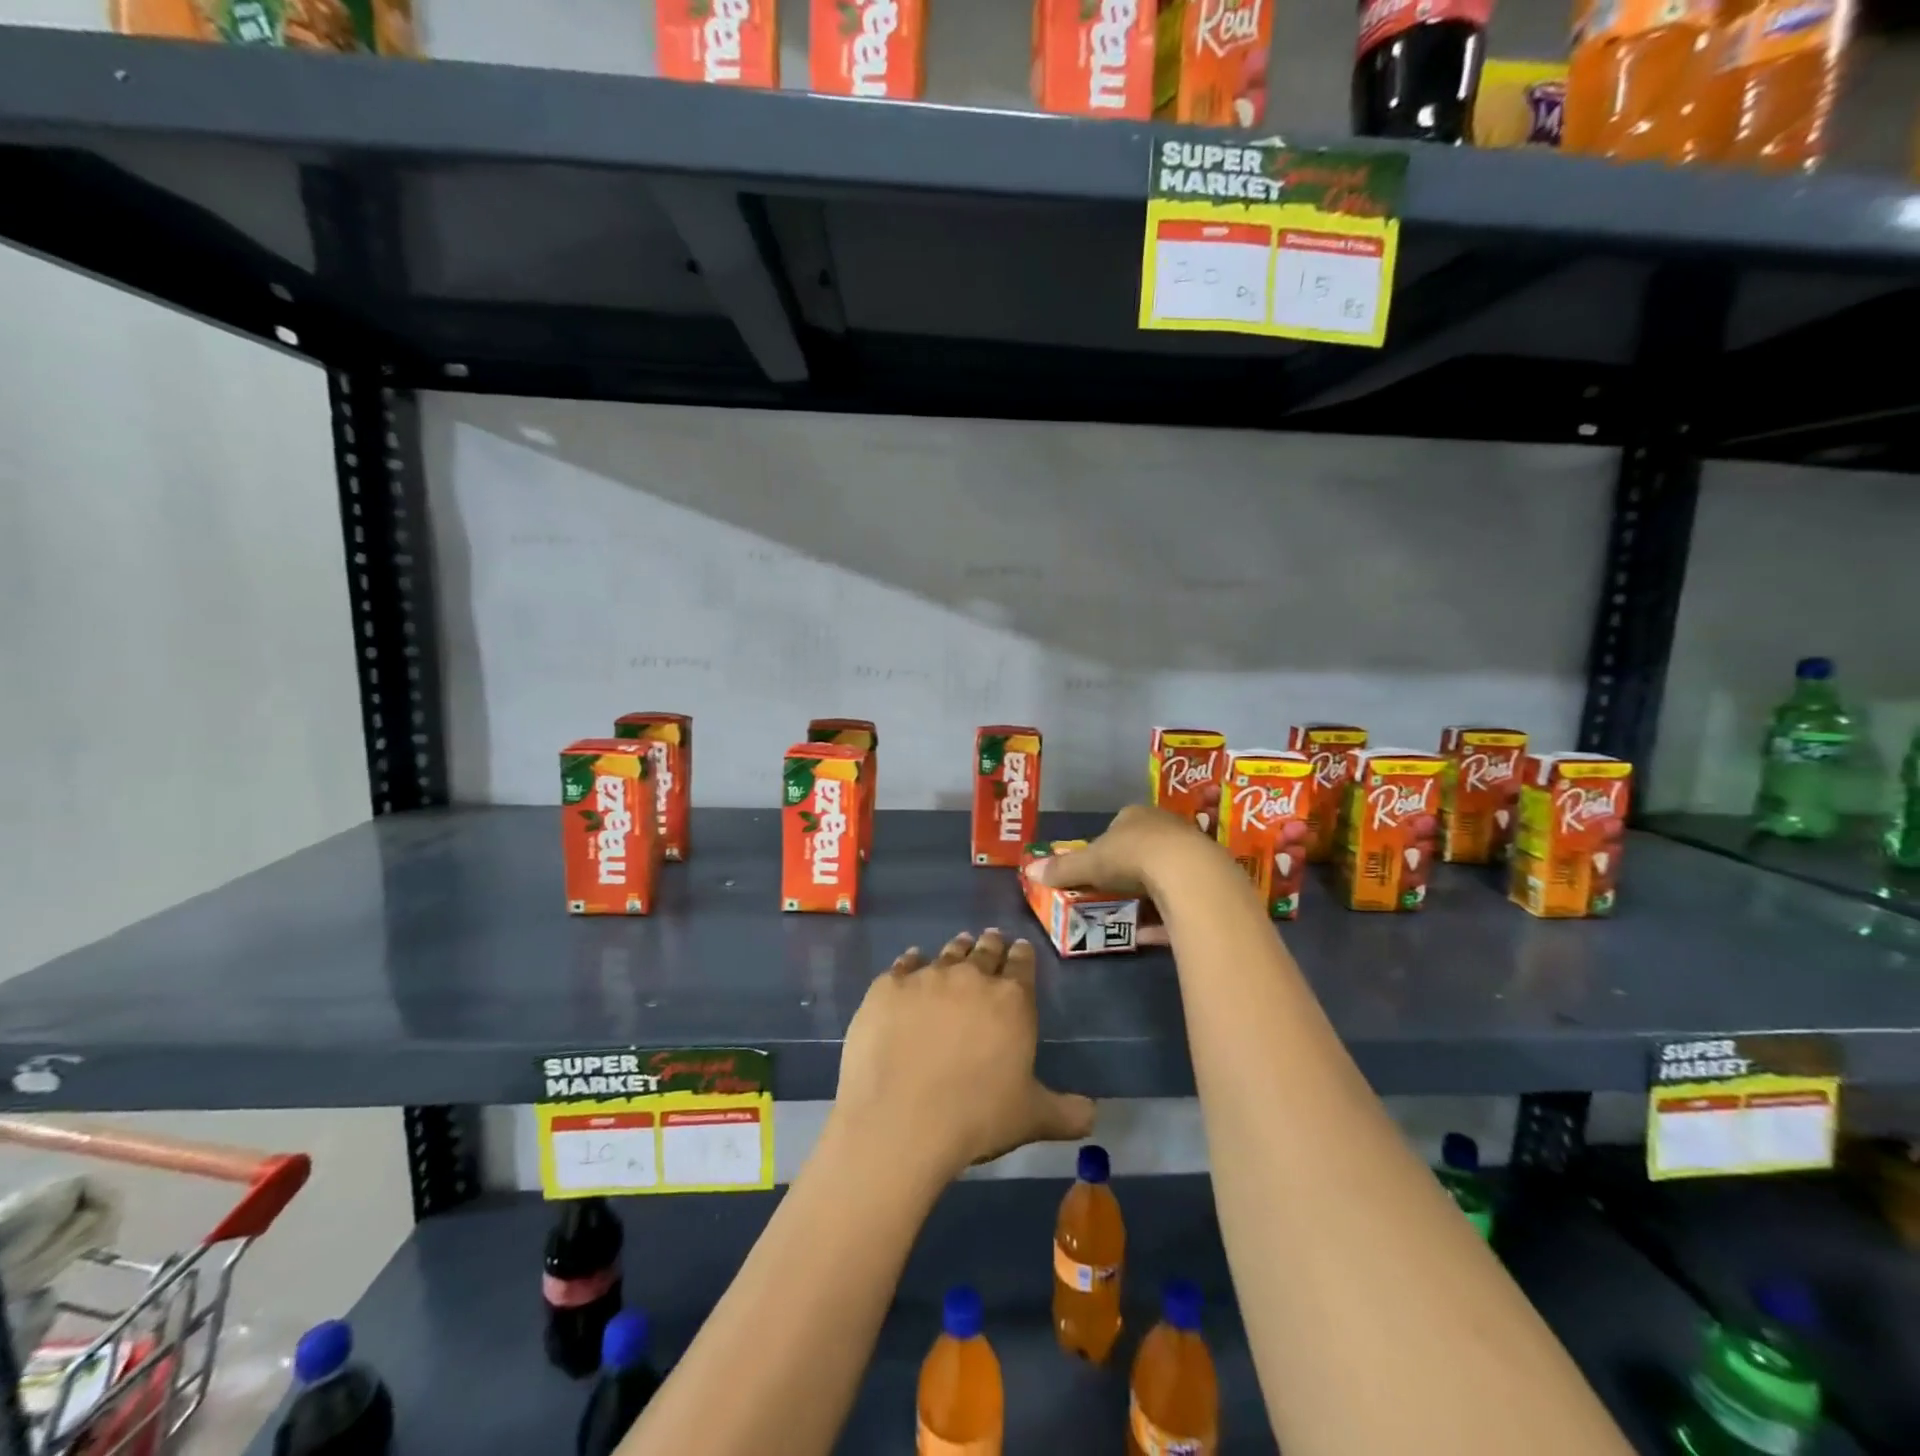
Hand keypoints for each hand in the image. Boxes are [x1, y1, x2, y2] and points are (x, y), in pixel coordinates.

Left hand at [835, 929, 1094, 1179]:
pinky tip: (911, 963)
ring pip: (947, 953)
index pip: (1022, 964)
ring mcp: (926, 977)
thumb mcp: (1031, 1118)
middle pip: (985, 949)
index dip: (1022, 955)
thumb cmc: (976, 1117)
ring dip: (956, 949)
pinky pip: (904, 964)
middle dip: (991, 944)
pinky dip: (911, 962)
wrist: (900, 1121)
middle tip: (991, 939)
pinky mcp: (888, 987)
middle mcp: (971, 977)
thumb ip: (1066, 1112)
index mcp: (1011, 1000)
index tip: (1020, 948)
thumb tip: (1094, 1114)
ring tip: (959, 945)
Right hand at [1023, 803, 1220, 902]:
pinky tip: (1147, 935)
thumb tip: (1029, 872)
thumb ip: (1062, 869)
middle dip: (1127, 871)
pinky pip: (1180, 903)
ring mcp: (1190, 854)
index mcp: (1136, 815)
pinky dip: (1163, 919)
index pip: (1118, 825)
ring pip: (1164, 875)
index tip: (1094, 867)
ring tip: (1127, 916)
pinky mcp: (1205, 883)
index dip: (1105, 846)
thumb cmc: (1131, 856)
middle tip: (1110, 892)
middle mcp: (1166, 828)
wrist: (1188, 874)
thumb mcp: (1088, 863)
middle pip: (1143, 849)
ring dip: (1147, 895)